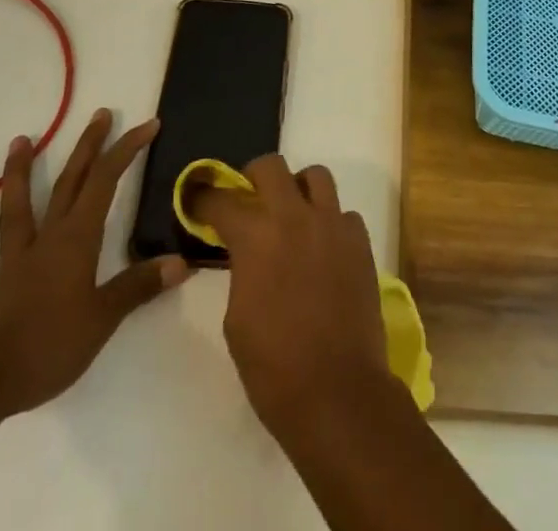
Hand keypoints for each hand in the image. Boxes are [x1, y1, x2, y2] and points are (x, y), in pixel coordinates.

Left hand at [0, 110, 190, 418]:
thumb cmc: (51, 344)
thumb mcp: (105, 317)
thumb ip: (139, 286)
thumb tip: (181, 263)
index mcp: (77, 239)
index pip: (106, 181)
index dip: (127, 149)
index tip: (148, 125)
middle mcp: (45, 240)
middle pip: (68, 184)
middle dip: (87, 147)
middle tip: (100, 114)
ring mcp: (10, 264)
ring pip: (16, 211)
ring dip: (17, 175)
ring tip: (19, 142)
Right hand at [192, 155, 391, 437]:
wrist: (337, 391)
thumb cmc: (273, 367)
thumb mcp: (236, 318)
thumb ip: (241, 270)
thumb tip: (246, 254)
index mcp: (257, 238)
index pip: (223, 200)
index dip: (204, 198)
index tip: (196, 199)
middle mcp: (295, 217)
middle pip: (272, 166)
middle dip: (254, 176)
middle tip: (249, 198)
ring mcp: (333, 224)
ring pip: (316, 176)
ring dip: (299, 189)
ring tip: (293, 215)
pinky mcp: (360, 241)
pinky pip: (343, 213)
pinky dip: (330, 222)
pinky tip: (324, 249)